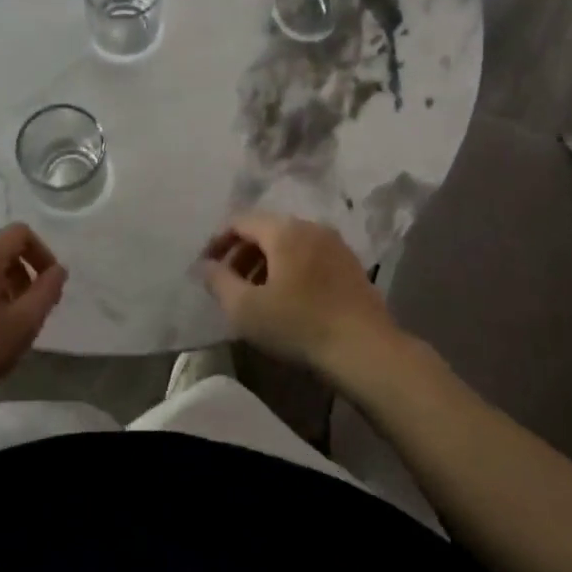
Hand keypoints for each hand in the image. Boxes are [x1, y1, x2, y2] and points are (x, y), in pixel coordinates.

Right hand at [200, 212, 399, 371]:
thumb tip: (205, 266)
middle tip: (227, 283)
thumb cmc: (300, 325)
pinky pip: (309, 256)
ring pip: (289, 244)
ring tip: (254, 294)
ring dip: (265, 263)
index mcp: (284, 230)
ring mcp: (334, 244)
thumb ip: (219, 282)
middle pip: (265, 230)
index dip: (217, 241)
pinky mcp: (350, 265)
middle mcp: (310, 226)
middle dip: (241, 254)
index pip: (240, 221)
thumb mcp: (246, 309)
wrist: (366, 349)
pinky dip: (289, 269)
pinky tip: (286, 299)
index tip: (205, 266)